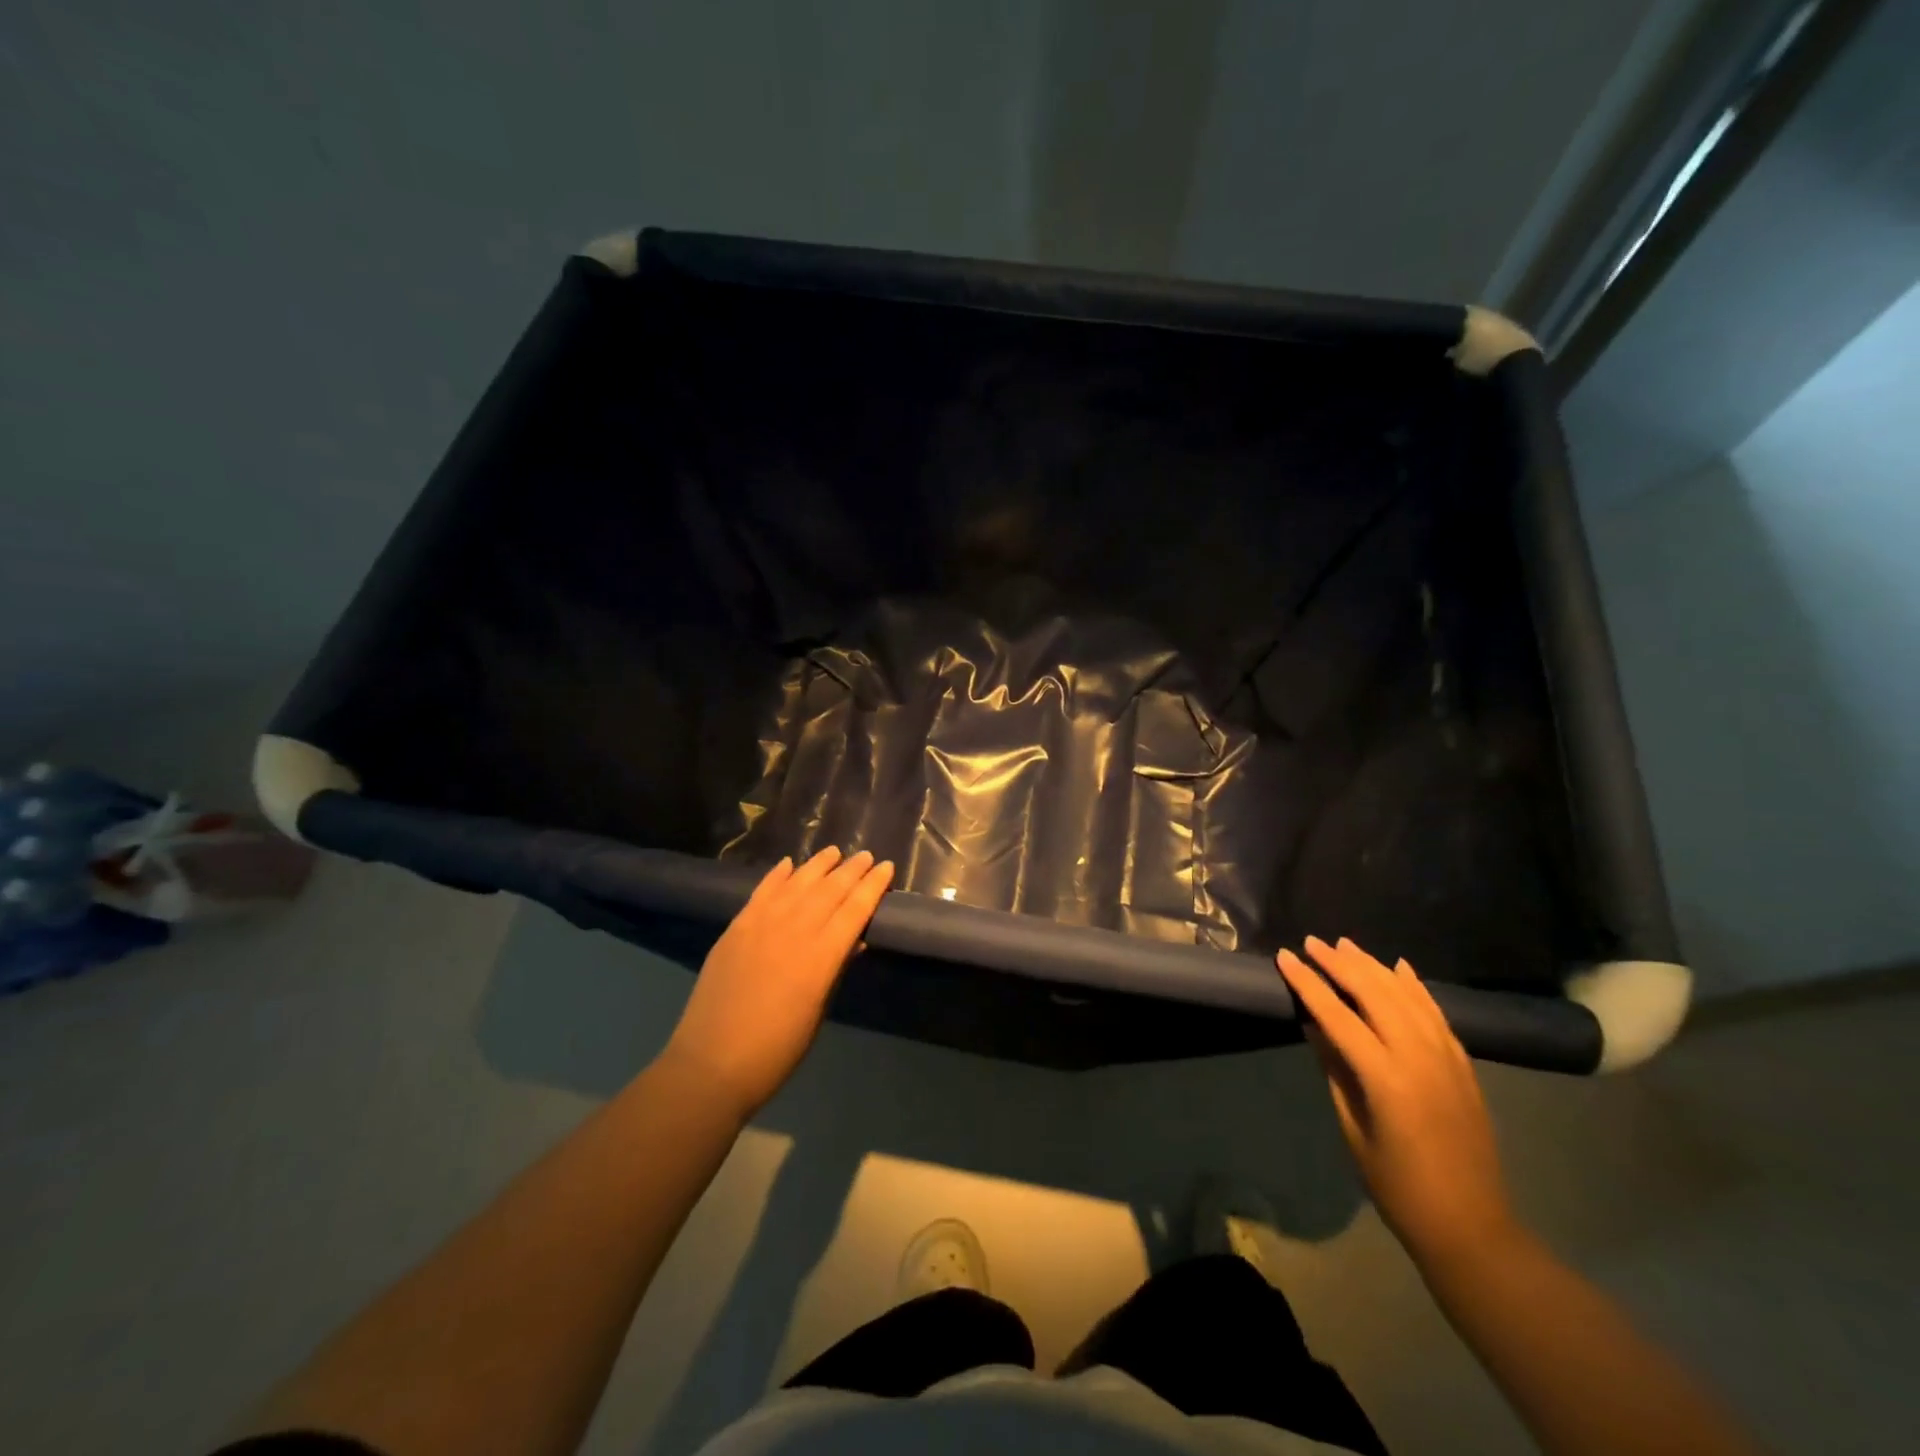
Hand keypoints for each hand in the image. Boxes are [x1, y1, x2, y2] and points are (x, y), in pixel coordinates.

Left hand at [663, 848, 893, 1117]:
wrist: (712, 1063)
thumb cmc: (777, 1050)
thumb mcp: (818, 1012)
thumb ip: (835, 970)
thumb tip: (854, 941)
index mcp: (822, 956)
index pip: (855, 909)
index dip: (873, 887)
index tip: (886, 868)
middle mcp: (795, 930)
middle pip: (830, 890)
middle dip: (851, 870)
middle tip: (866, 855)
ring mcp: (762, 924)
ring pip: (797, 883)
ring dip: (818, 865)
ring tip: (833, 852)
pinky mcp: (736, 927)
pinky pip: (762, 891)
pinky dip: (777, 875)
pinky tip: (788, 864)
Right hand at [1277, 936, 1518, 1270]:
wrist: (1472, 1227)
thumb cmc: (1398, 1187)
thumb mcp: (1353, 1130)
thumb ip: (1335, 1071)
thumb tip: (1314, 1025)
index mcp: (1386, 1078)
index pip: (1338, 1016)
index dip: (1309, 984)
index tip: (1286, 958)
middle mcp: (1419, 1058)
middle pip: (1375, 994)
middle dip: (1340, 964)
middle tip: (1313, 943)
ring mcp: (1447, 1059)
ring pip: (1407, 996)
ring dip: (1374, 967)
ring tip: (1346, 945)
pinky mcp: (1464, 1066)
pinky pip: (1436, 1013)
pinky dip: (1415, 987)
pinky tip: (1399, 968)